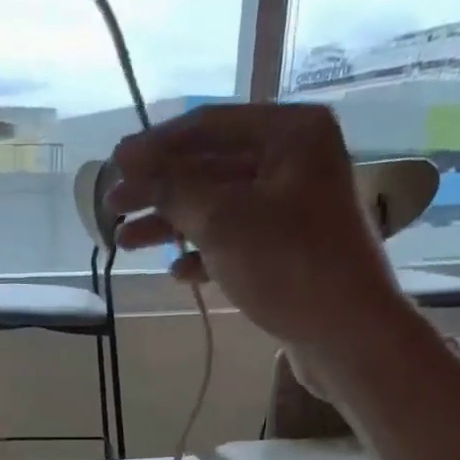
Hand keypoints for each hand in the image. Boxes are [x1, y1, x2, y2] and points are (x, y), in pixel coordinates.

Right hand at [106, 104, 405, 351]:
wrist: (346, 334)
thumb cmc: (287, 265)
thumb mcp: (222, 220)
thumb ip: (173, 190)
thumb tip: (135, 171)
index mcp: (290, 133)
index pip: (208, 125)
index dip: (155, 146)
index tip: (114, 164)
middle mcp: (295, 161)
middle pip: (209, 166)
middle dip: (158, 189)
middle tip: (112, 206)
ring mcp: (293, 208)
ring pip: (218, 206)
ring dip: (171, 224)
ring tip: (126, 242)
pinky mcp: (289, 250)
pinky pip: (235, 240)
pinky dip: (203, 253)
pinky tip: (177, 272)